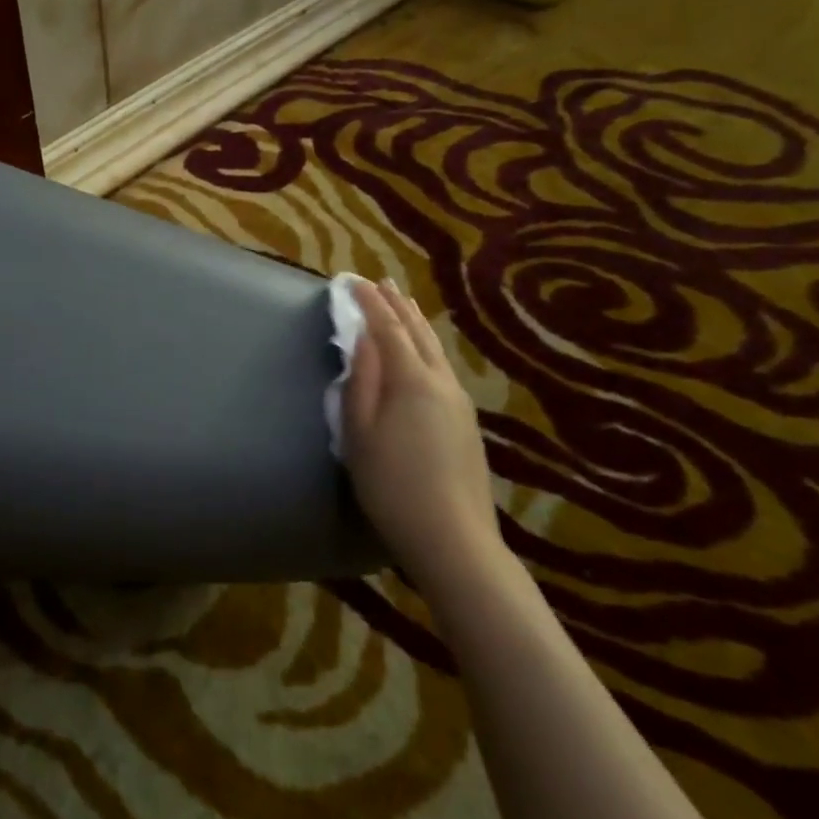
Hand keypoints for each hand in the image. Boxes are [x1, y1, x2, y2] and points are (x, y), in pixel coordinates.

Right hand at [343, 279, 503, 590]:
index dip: (369, 302)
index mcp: (411, 380)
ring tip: (403, 306)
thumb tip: (362, 339)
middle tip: (381, 282)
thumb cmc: (391, 485)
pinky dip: (426, 347)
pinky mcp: (467, 422)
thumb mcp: (359, 433)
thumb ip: (360, 381)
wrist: (453, 537)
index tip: (352, 280)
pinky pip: (442, 367)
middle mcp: (441, 381)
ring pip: (435, 349)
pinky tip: (423, 353)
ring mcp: (460, 401)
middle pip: (418, 332)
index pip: (387, 328)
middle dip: (397, 304)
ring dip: (415, 323)